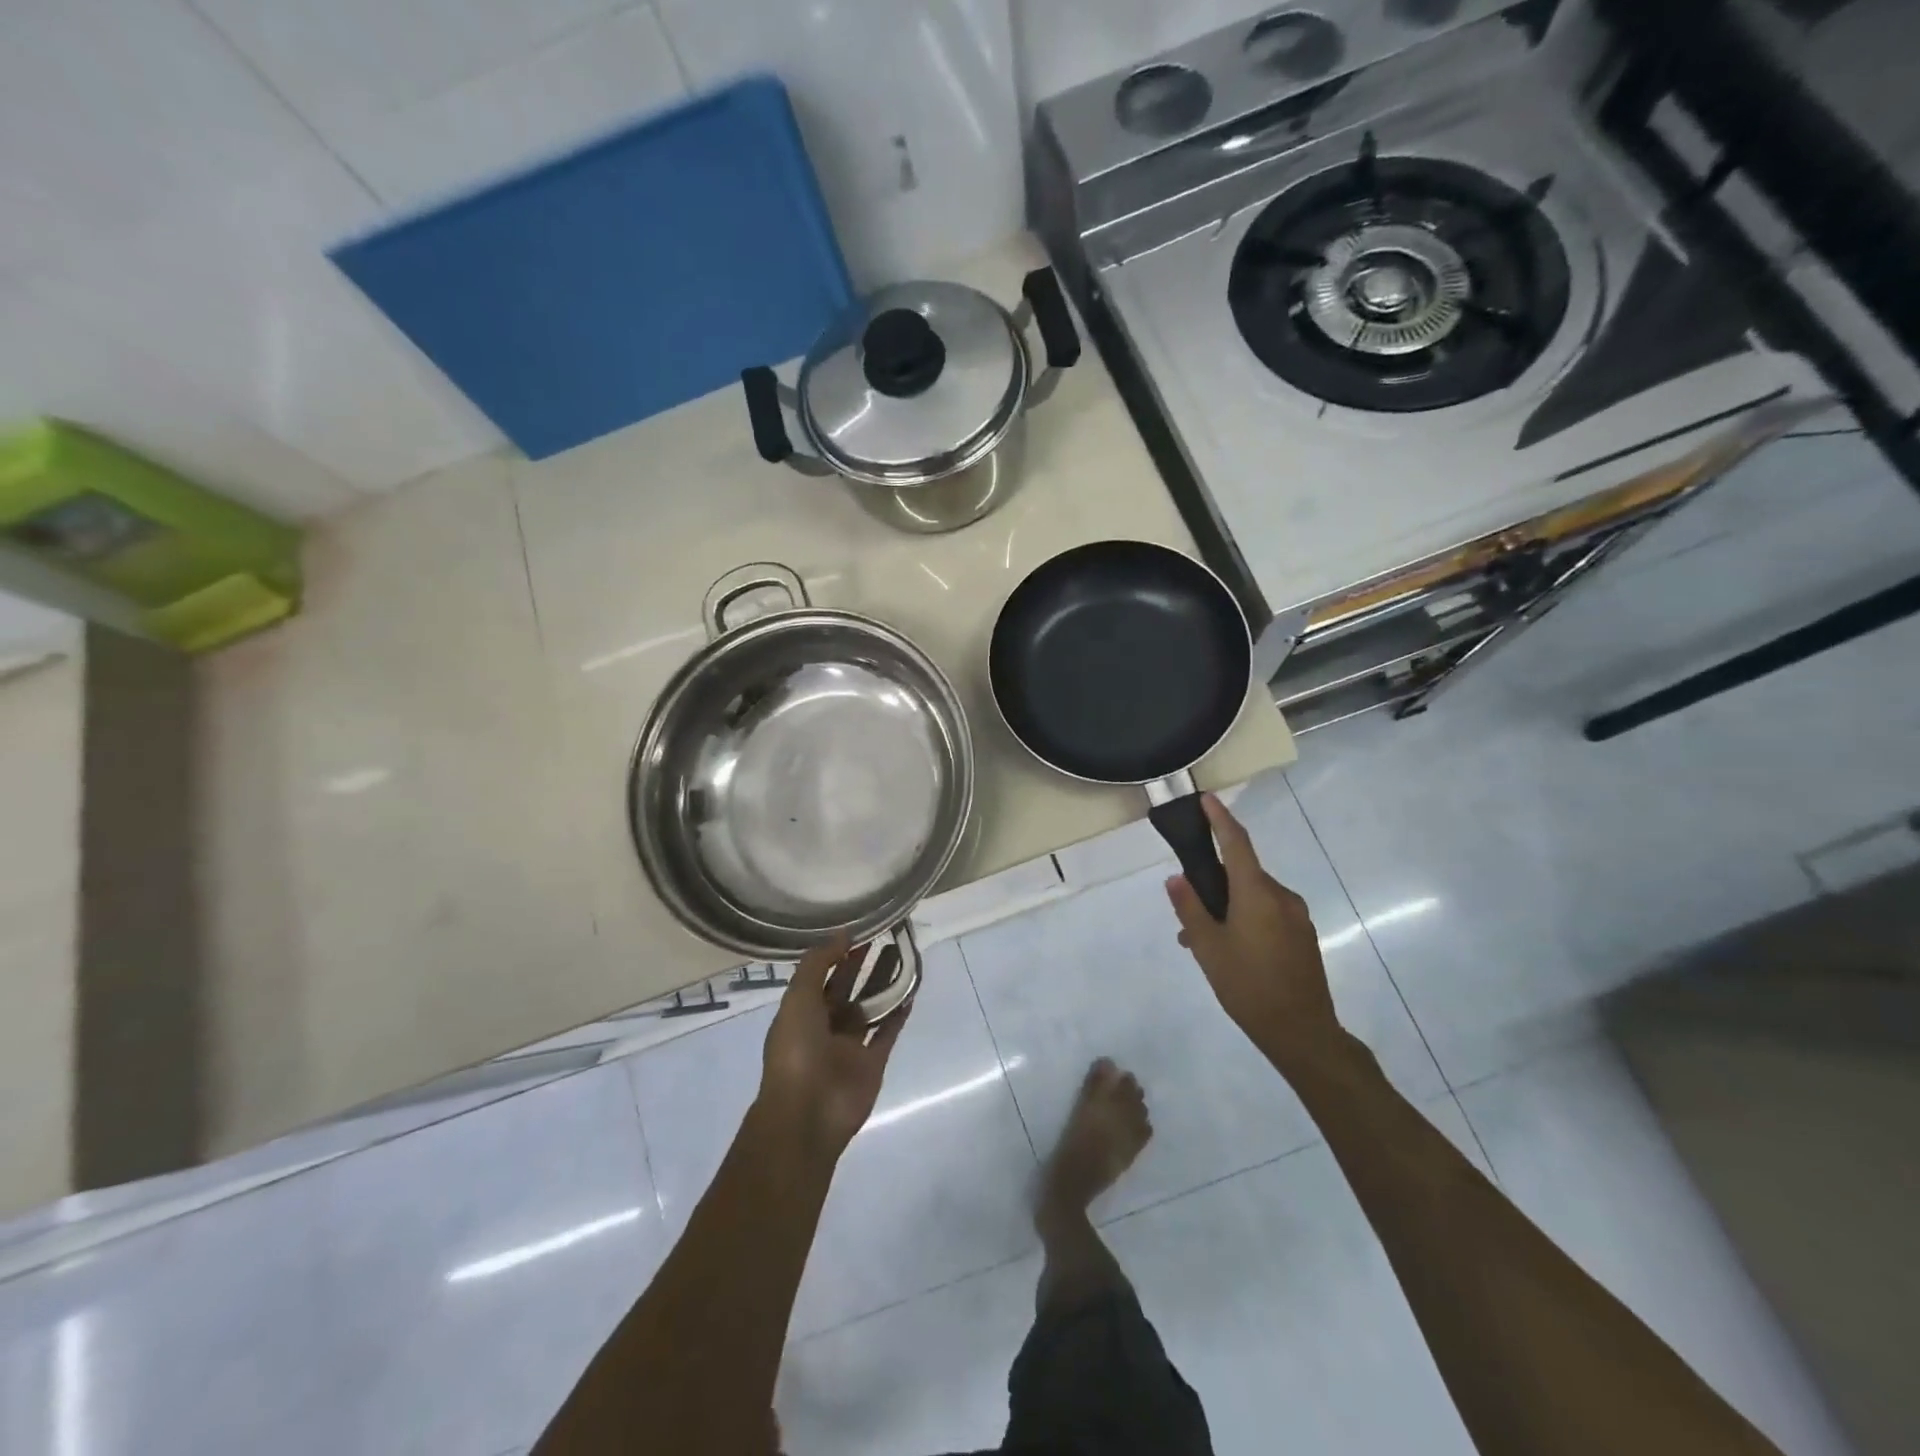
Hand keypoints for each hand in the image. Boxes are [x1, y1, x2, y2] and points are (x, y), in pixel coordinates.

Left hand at [758, 936, 912, 1159]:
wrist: (807, 1113)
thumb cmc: (796, 1051)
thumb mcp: (798, 998)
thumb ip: (818, 963)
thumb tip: (843, 934)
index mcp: (801, 1012)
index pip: (821, 975)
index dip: (838, 952)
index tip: (860, 929)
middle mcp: (825, 1026)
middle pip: (847, 987)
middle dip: (863, 963)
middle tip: (886, 935)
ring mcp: (850, 1046)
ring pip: (870, 1006)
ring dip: (885, 982)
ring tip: (904, 953)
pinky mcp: (873, 1063)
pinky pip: (888, 1032)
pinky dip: (899, 1012)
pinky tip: (912, 989)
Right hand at [1165, 795, 1341, 1071]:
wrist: (1302, 1032)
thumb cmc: (1248, 987)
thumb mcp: (1208, 948)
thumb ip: (1190, 909)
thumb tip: (1176, 878)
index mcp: (1256, 893)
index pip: (1237, 843)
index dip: (1220, 818)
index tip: (1206, 798)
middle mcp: (1281, 896)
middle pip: (1243, 873)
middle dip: (1215, 883)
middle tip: (1187, 911)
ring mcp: (1297, 917)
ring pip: (1255, 896)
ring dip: (1229, 906)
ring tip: (1203, 941)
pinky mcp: (1303, 936)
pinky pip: (1269, 913)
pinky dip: (1247, 919)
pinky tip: (1231, 951)